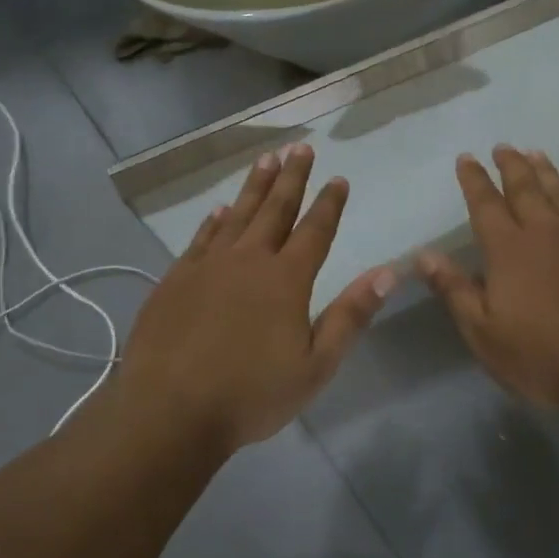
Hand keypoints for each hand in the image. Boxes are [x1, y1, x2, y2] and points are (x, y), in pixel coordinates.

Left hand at [120, 144, 395, 451]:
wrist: (170, 410)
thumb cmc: (251, 395)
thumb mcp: (316, 365)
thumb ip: (351, 315)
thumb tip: (388, 272)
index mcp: (286, 280)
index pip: (315, 231)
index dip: (329, 204)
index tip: (339, 178)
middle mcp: (248, 261)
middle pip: (275, 210)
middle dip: (291, 178)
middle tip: (300, 147)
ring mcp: (207, 266)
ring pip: (236, 215)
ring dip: (254, 187)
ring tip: (266, 160)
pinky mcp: (175, 280)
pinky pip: (201, 239)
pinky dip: (213, 221)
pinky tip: (219, 211)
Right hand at [418, 146, 558, 410]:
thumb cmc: (542, 355)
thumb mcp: (483, 332)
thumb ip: (454, 289)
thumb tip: (424, 254)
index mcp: (508, 248)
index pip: (485, 204)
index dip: (474, 180)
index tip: (466, 158)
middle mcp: (546, 231)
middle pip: (525, 187)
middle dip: (510, 165)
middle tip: (502, 147)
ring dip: (545, 171)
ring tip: (535, 155)